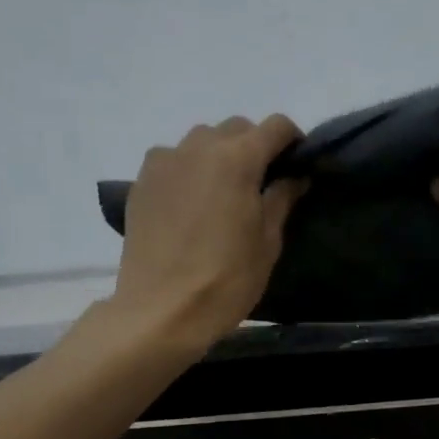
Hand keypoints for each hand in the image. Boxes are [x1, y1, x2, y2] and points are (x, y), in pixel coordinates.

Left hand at [110, 114, 305, 349]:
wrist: (161, 311)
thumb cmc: (226, 280)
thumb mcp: (267, 242)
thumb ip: (282, 199)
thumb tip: (295, 176)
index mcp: (237, 158)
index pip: (275, 127)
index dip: (292, 141)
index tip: (297, 165)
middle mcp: (198, 147)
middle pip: (236, 129)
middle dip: (255, 147)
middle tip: (262, 183)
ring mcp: (164, 162)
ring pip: (201, 141)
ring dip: (219, 155)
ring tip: (223, 192)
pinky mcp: (141, 182)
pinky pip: (173, 160)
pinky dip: (188, 170)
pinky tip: (191, 203)